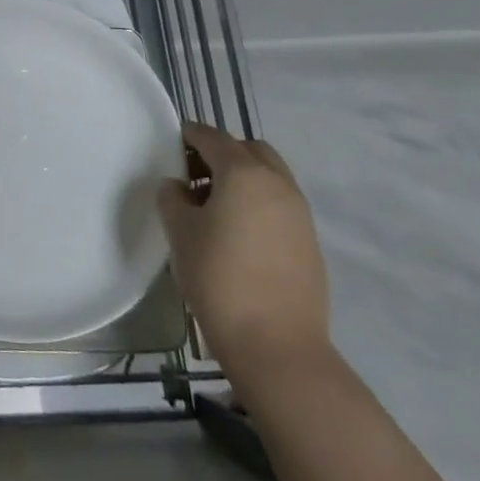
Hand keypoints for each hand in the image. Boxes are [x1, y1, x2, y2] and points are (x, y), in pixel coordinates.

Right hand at [158, 122, 330, 384]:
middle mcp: (278, 184)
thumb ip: (172, 198)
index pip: (213, 137)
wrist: (276, 345)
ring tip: (213, 206)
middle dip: (221, 153)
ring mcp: (299, 213)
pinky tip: (237, 232)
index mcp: (244, 173)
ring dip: (242, 177)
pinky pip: (279, 203)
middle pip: (248, 150)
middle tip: (194, 175)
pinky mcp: (309, 242)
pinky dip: (258, 202)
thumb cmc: (218, 277)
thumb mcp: (179, 232)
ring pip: (269, 176)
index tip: (171, 144)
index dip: (189, 135)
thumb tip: (178, 187)